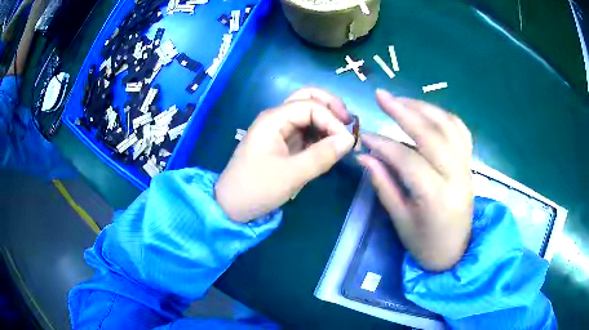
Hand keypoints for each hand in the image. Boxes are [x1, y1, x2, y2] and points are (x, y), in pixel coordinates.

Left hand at [215, 88, 354, 221]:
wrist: (232, 207)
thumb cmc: (257, 188)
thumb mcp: (291, 174)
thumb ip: (322, 155)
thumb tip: (349, 140)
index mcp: (274, 119)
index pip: (311, 106)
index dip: (332, 120)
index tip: (347, 141)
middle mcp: (276, 118)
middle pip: (307, 98)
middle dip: (331, 107)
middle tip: (349, 123)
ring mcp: (278, 130)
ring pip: (307, 113)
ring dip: (326, 120)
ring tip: (342, 137)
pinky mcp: (282, 143)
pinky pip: (304, 130)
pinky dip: (319, 134)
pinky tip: (329, 146)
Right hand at [358, 89, 473, 271]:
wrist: (456, 252)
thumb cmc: (425, 244)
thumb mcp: (400, 220)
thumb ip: (384, 185)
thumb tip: (365, 156)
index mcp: (436, 196)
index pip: (408, 160)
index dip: (383, 145)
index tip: (364, 137)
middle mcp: (456, 176)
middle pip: (431, 134)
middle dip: (404, 111)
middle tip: (381, 96)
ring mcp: (466, 167)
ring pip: (448, 126)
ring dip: (424, 108)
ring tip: (401, 100)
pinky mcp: (469, 163)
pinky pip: (460, 131)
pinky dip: (443, 116)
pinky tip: (428, 112)